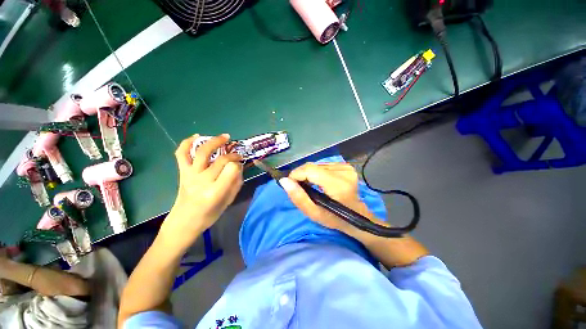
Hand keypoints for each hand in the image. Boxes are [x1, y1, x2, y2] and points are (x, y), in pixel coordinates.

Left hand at [161, 134, 242, 249]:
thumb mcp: (229, 201)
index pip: (231, 169)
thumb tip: (239, 167)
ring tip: (225, 137)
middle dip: (232, 154)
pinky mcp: (182, 172)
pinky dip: (187, 142)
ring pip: (202, 152)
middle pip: (220, 159)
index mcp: (215, 192)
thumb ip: (236, 183)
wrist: (184, 221)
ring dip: (215, 141)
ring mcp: (190, 175)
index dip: (238, 164)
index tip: (240, 165)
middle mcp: (201, 181)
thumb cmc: (209, 215)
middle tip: (238, 154)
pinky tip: (197, 136)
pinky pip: (181, 154)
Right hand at [280, 163, 384, 241]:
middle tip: (300, 188)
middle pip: (313, 166)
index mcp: (338, 184)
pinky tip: (319, 182)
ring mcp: (346, 167)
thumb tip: (284, 180)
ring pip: (317, 165)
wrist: (358, 216)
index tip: (290, 184)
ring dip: (309, 174)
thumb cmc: (336, 219)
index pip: (310, 170)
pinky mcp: (346, 166)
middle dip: (302, 175)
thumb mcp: (314, 214)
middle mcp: (344, 171)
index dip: (296, 174)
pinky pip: (324, 165)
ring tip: (310, 186)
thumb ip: (299, 197)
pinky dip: (317, 173)